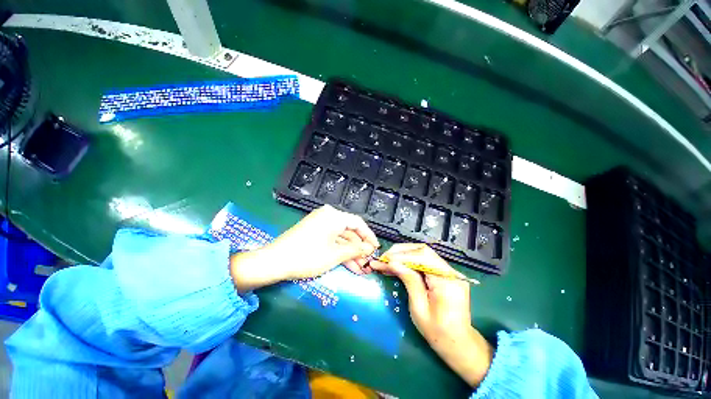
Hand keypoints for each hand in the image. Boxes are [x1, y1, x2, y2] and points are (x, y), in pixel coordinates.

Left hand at [230, 205, 379, 290]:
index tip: (376, 248)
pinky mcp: (314, 233)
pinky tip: (348, 265)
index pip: (358, 223)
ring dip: (350, 253)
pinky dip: (339, 252)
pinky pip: (332, 241)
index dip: (369, 236)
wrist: (274, 261)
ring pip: (341, 238)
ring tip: (360, 269)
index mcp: (334, 216)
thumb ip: (355, 250)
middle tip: (368, 263)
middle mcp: (328, 216)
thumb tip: (370, 249)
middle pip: (349, 232)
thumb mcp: (335, 254)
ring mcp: (320, 224)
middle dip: (359, 249)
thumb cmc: (307, 255)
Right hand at [370, 243, 492, 386]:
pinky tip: (397, 265)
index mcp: (447, 281)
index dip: (402, 255)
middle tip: (383, 258)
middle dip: (401, 252)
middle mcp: (451, 272)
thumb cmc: (438, 332)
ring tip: (386, 261)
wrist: (458, 344)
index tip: (384, 259)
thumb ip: (409, 280)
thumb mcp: (419, 308)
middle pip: (423, 251)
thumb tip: (392, 262)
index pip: (423, 257)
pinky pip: (425, 262)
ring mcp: (449, 272)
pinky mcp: (445, 274)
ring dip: (403, 256)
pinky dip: (409, 262)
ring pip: (423, 254)